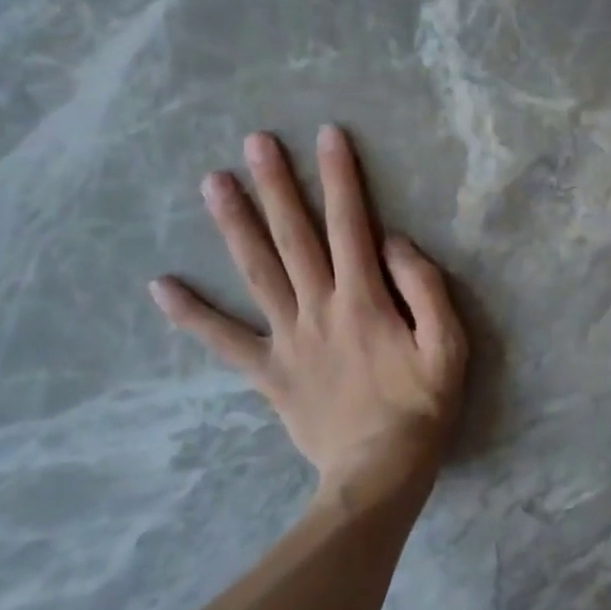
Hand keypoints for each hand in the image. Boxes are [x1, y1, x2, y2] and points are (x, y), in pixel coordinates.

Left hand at [150, 125, 467, 495]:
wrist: (378, 474)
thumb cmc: (422, 407)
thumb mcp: (448, 345)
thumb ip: (425, 288)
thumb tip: (394, 242)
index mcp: (364, 299)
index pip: (351, 224)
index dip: (341, 177)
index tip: (328, 135)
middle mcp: (318, 307)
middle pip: (294, 237)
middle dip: (277, 185)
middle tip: (255, 142)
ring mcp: (287, 339)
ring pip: (256, 272)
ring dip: (235, 225)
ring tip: (212, 183)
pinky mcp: (269, 371)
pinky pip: (225, 341)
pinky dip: (192, 315)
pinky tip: (162, 286)